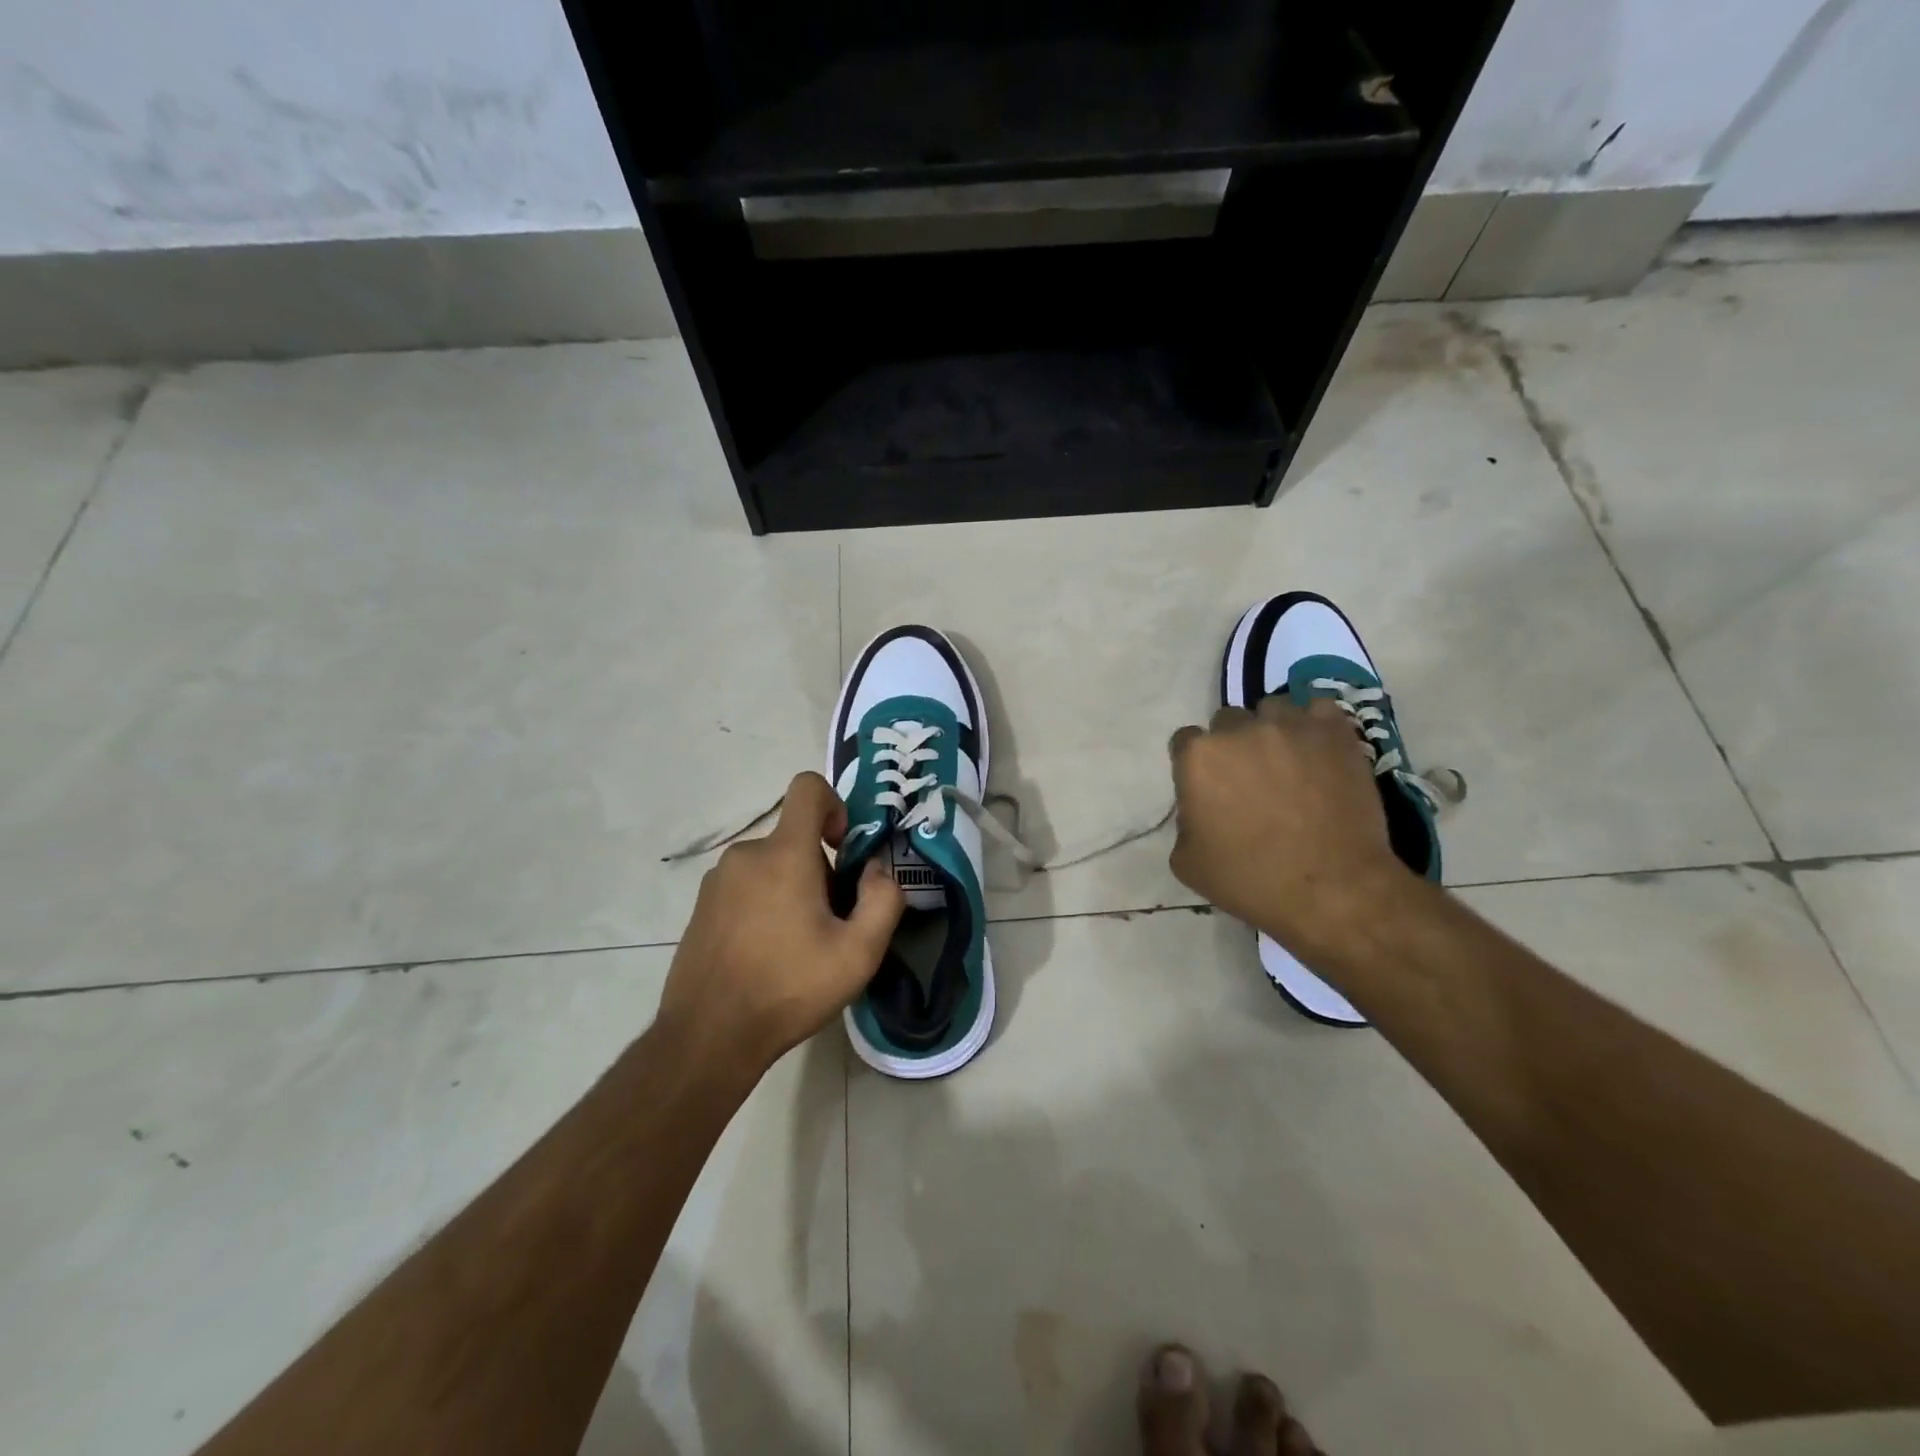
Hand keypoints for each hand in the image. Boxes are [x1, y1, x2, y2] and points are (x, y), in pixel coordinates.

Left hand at [658, 772, 904, 1077]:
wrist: (708, 1037)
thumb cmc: (789, 987)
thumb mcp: (859, 952)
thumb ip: (883, 900)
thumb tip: (877, 870)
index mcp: (784, 854)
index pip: (807, 788)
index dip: (835, 805)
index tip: (843, 850)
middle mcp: (746, 855)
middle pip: (795, 839)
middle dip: (822, 869)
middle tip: (831, 924)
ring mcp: (717, 882)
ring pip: (771, 866)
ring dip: (793, 890)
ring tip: (799, 946)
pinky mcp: (701, 908)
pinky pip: (745, 888)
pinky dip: (765, 906)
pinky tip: (768, 956)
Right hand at [1167, 696, 1410, 961]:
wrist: (1332, 889)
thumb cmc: (1251, 879)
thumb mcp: (1187, 862)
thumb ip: (1184, 822)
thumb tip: (1199, 808)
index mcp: (1198, 757)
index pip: (1185, 741)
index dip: (1195, 763)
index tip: (1209, 785)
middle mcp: (1240, 729)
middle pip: (1227, 721)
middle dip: (1233, 744)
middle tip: (1249, 777)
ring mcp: (1290, 726)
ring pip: (1273, 709)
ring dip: (1273, 730)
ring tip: (1288, 760)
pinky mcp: (1334, 732)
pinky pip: (1319, 709)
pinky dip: (1315, 724)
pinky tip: (1318, 749)